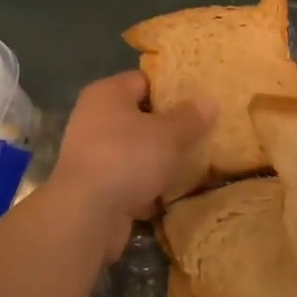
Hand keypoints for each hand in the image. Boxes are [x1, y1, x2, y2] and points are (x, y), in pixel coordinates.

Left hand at [48, 70, 215, 259]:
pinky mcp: (93, 187)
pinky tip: (172, 192)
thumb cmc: (127, 158)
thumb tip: (209, 100)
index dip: (172, 88)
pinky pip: (128, 178)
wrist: (86, 216)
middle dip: (168, 126)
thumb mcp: (168, 134)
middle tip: (201, 131)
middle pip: (139, 116)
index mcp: (107, 93)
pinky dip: (146, 185)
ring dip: (158, 158)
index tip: (199, 100)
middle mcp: (93, 118)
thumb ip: (190, 117)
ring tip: (192, 161)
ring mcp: (91, 154)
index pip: (144, 80)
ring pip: (135, 149)